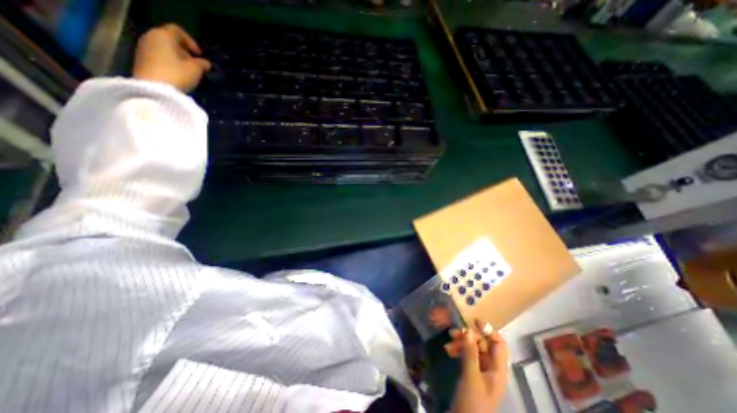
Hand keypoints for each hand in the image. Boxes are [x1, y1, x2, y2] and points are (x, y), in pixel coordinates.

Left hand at [133, 25, 211, 90]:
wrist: (154, 89)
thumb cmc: (177, 75)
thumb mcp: (195, 70)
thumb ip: (202, 64)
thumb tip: (206, 63)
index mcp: (163, 36)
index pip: (177, 31)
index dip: (191, 42)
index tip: (200, 55)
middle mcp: (150, 37)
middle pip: (169, 40)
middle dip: (184, 51)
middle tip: (196, 64)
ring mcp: (144, 48)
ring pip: (164, 49)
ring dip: (177, 58)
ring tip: (188, 72)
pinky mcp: (142, 60)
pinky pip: (159, 57)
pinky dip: (170, 63)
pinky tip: (178, 75)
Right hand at [449, 322, 506, 412]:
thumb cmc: (472, 402)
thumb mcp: (471, 376)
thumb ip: (471, 352)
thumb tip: (469, 330)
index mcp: (498, 369)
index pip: (498, 344)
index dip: (489, 330)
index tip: (474, 321)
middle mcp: (491, 368)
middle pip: (483, 344)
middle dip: (469, 337)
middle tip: (453, 333)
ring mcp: (481, 371)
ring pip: (473, 349)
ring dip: (461, 343)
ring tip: (448, 342)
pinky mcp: (471, 373)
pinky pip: (467, 356)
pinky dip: (458, 351)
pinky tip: (448, 350)